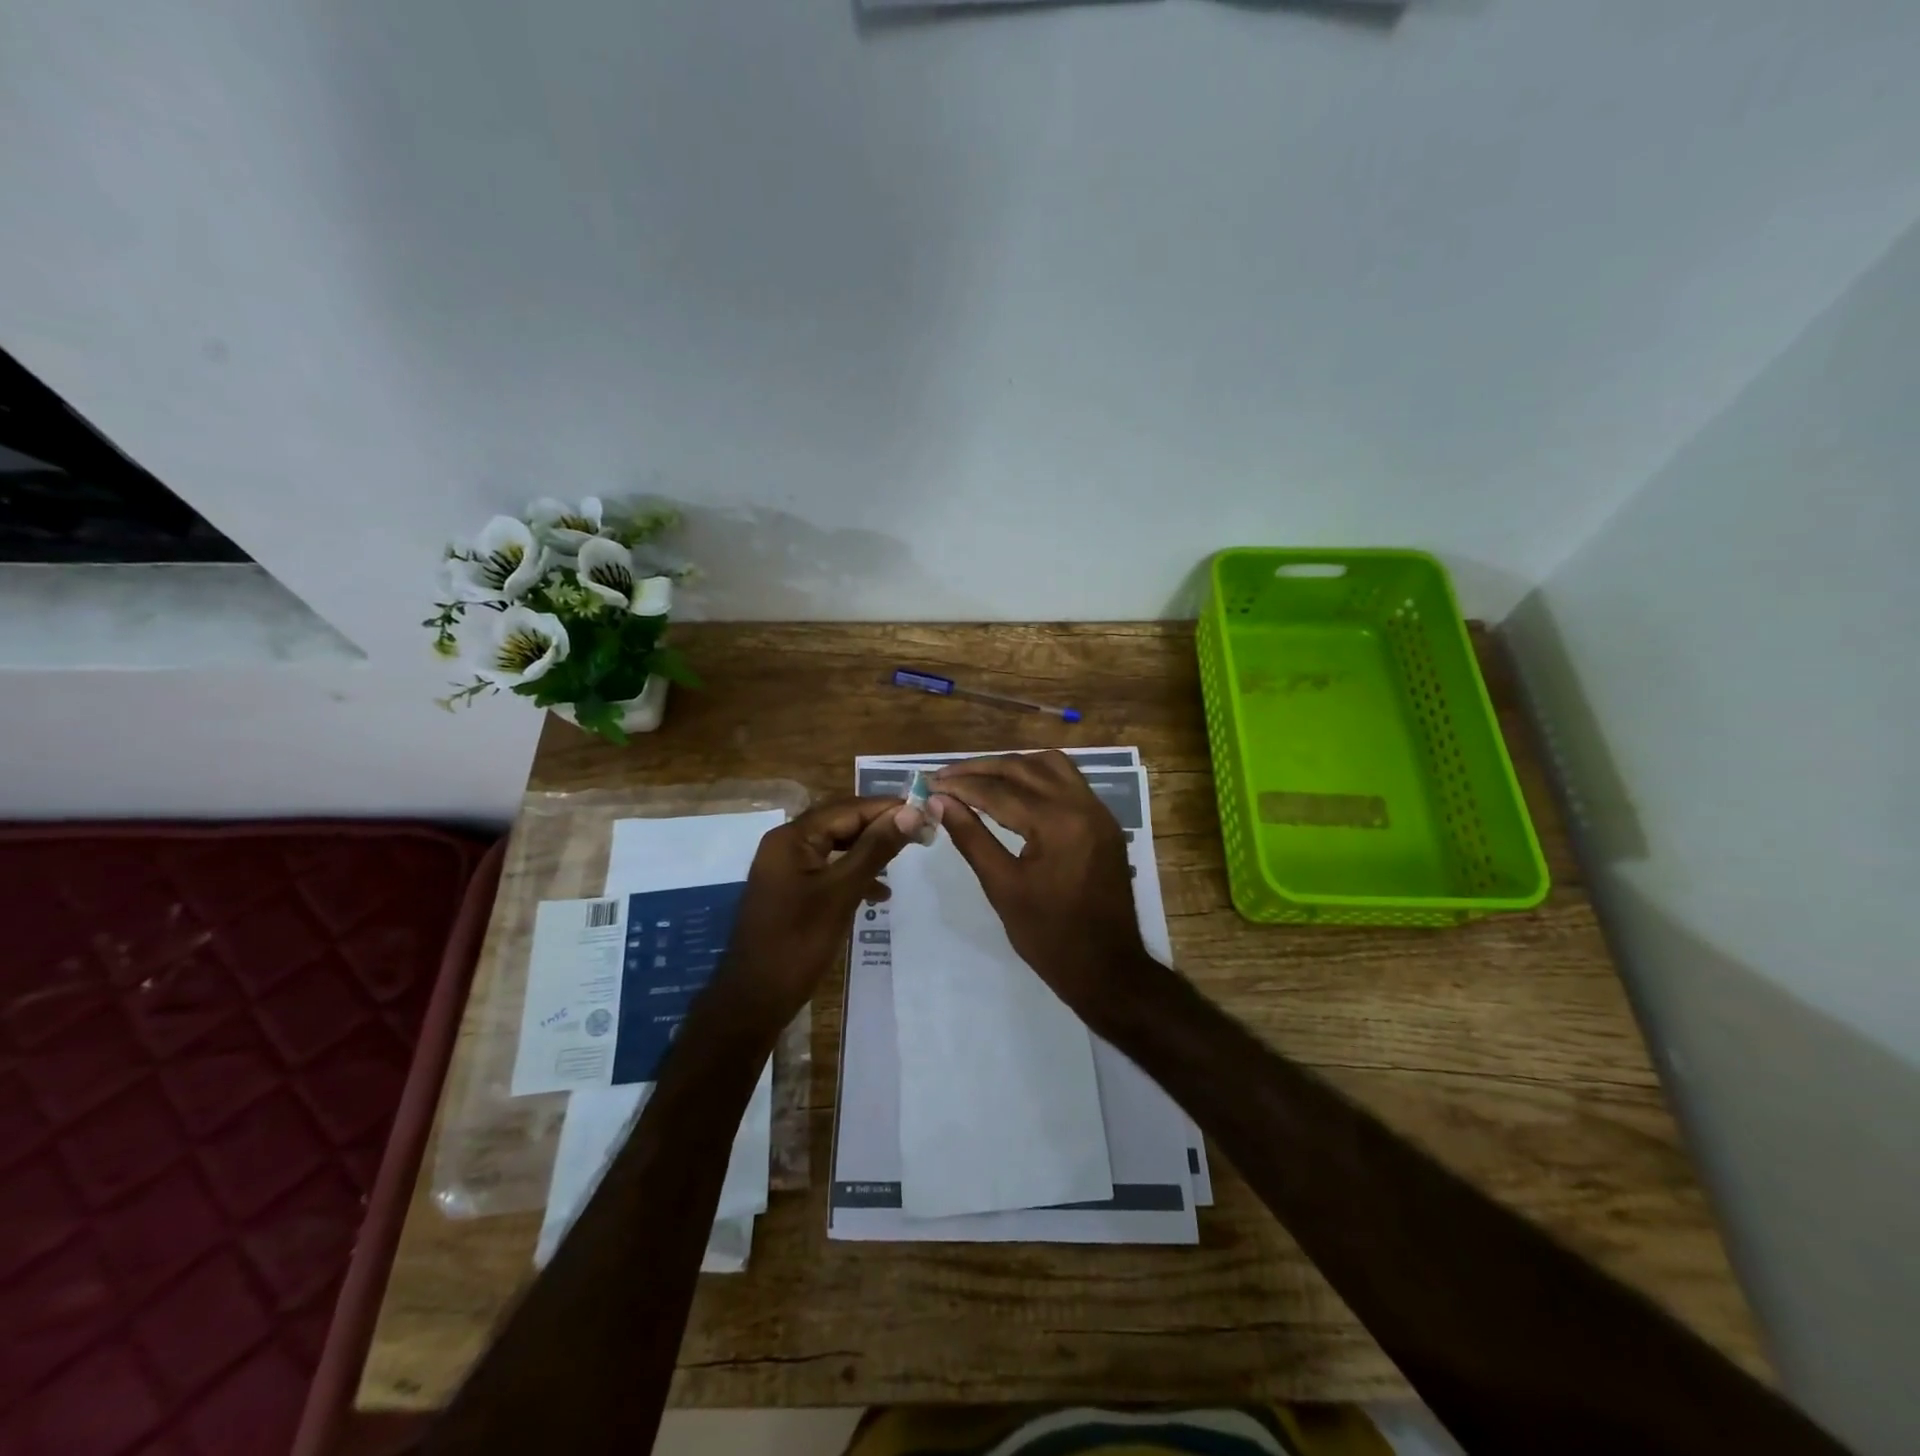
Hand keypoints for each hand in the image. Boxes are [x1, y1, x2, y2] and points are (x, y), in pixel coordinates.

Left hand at [715, 796, 925, 1025]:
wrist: (755, 998)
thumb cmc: (798, 942)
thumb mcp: (842, 892)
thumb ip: (876, 849)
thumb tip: (912, 812)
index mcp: (792, 837)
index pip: (848, 808)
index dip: (888, 808)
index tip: (927, 811)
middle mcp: (786, 844)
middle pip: (841, 823)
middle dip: (880, 827)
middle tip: (921, 831)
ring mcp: (787, 868)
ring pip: (837, 846)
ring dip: (869, 850)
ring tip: (905, 858)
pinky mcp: (791, 890)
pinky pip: (829, 869)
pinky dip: (854, 874)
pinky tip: (879, 893)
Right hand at [933, 751, 1148, 1010]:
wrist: (1107, 969)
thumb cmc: (1049, 936)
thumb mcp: (1002, 887)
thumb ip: (971, 837)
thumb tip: (939, 802)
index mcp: (1058, 824)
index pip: (999, 791)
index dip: (960, 785)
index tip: (929, 783)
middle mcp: (1083, 805)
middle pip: (1024, 768)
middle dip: (981, 769)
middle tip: (945, 776)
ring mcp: (1099, 811)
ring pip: (1051, 765)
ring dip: (1012, 765)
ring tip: (978, 777)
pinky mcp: (1104, 821)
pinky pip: (1069, 780)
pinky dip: (1038, 776)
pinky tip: (1014, 788)